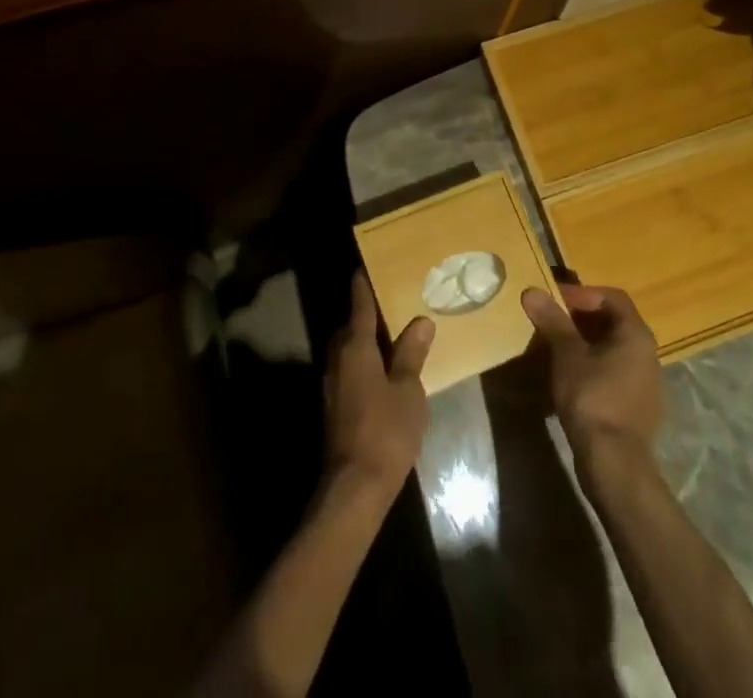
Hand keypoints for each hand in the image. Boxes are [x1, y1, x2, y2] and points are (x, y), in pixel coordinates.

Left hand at [324, 271, 433, 498]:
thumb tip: (421, 321)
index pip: (359, 305)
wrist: (354, 486)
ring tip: (392, 337)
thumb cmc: (386, 430)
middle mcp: (337, 358)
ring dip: (364, 341)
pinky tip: (383, 373)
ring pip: (347, 350)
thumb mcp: (408, 390)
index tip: (366, 266)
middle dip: (366, 315)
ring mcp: (331, 383)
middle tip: (391, 304)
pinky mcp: (333, 405)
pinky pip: (348, 370)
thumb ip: (412, 354)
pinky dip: (363, 363)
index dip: (364, 285)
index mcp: (355, 347)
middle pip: (350, 327)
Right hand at [522, 284, 662, 474]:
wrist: (614, 463)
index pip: (612, 297)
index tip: (555, 300)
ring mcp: (645, 382)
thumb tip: (532, 291)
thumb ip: (552, 320)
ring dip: (584, 342)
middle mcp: (647, 353)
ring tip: (555, 348)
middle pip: (613, 321)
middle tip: (551, 321)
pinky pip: (613, 372)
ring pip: (612, 348)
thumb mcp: (567, 354)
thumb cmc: (592, 398)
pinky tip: (569, 378)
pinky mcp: (637, 406)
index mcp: (636, 334)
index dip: (582, 293)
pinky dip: (592, 366)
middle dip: (580, 317)